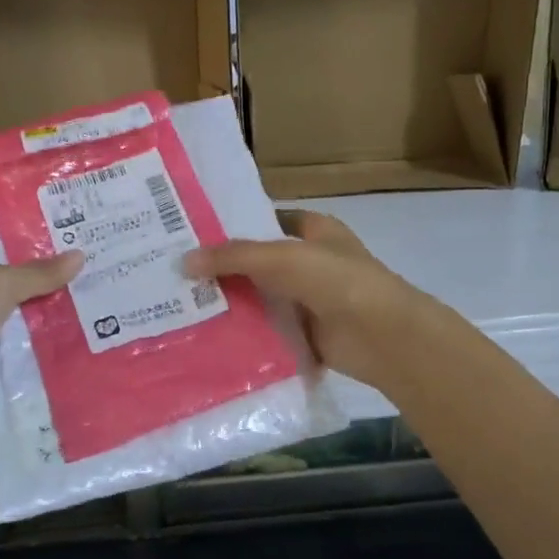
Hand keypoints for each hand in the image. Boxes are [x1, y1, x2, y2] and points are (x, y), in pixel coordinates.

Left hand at [0, 246, 82, 434]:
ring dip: (61, 313)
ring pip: (31, 317)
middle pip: (22, 285)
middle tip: (100, 265)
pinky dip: (59, 345)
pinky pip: (36, 349)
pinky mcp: (1, 363)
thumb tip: (81, 255)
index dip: (34, 243)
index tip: (74, 236)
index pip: (2, 249)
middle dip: (55, 279)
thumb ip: (40, 273)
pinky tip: (95, 335)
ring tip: (107, 298)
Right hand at [183, 210, 447, 391]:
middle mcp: (312, 262)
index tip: (194, 233)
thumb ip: (232, 256)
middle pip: (260, 263)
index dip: (235, 224)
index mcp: (315, 230)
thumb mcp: (279, 257)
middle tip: (176, 273)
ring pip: (262, 298)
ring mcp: (311, 300)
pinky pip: (270, 331)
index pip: (267, 220)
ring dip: (232, 304)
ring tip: (182, 307)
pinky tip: (210, 337)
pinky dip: (246, 335)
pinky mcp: (307, 335)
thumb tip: (183, 262)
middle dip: (225, 269)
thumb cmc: (336, 280)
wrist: (382, 335)